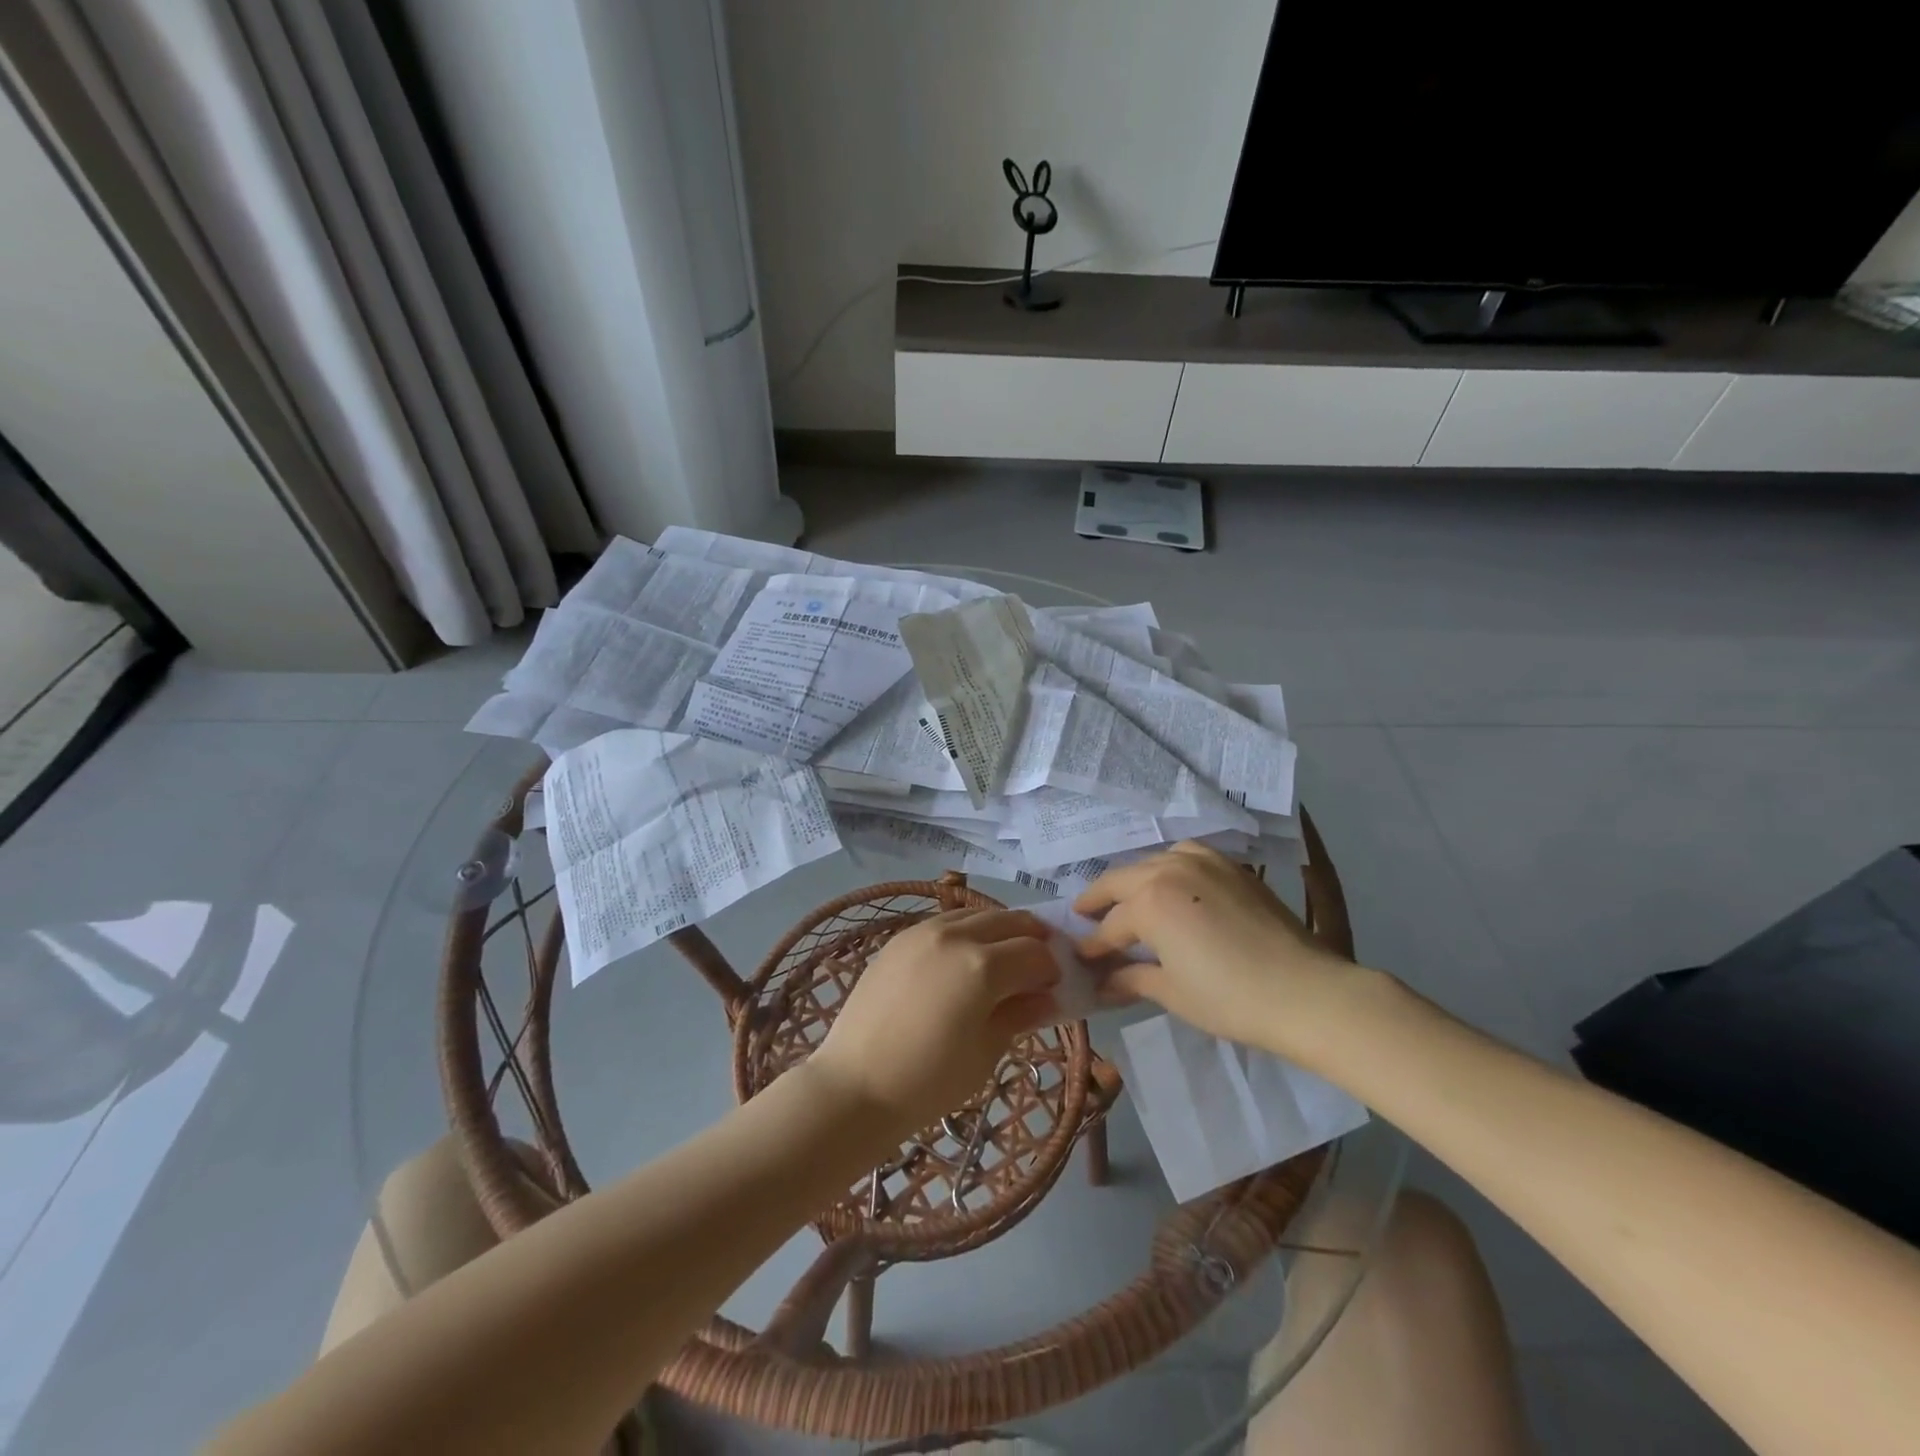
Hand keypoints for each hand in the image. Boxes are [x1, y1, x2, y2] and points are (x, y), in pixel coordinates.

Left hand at [808, 908, 1059, 1138]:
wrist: (855, 1085)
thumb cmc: (928, 1082)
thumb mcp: (985, 1053)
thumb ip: (1019, 1015)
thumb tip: (1046, 997)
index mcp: (983, 966)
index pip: (1035, 953)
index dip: (1052, 968)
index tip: (1054, 987)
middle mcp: (956, 936)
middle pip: (1009, 921)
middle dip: (1032, 938)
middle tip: (1039, 963)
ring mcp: (923, 932)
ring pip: (976, 914)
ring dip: (1000, 929)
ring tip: (1004, 957)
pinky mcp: (899, 938)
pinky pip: (945, 922)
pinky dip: (966, 930)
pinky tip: (965, 956)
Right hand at [1075, 842, 1350, 1049]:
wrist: (1306, 991)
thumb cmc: (1230, 998)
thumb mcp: (1172, 992)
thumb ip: (1132, 978)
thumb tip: (1103, 981)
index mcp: (1149, 903)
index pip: (1110, 926)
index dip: (1092, 945)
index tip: (1079, 957)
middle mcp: (1168, 871)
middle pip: (1120, 881)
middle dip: (1098, 901)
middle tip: (1084, 917)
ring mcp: (1201, 862)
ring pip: (1150, 863)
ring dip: (1131, 881)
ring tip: (1125, 900)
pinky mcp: (1229, 865)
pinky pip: (1184, 854)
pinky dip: (1167, 865)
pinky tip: (1170, 883)